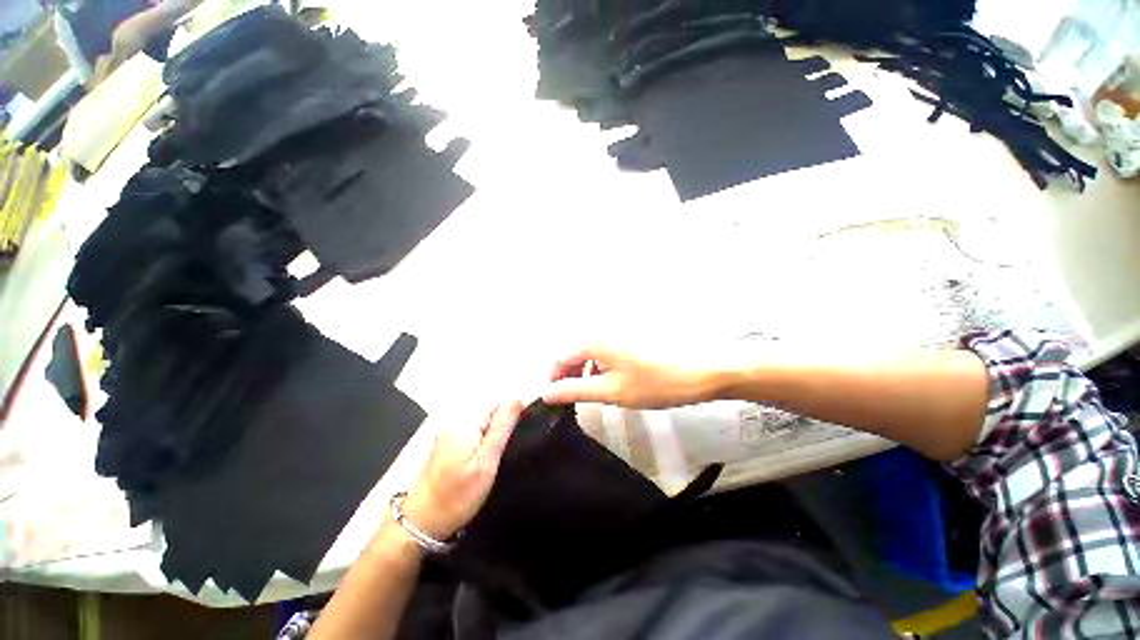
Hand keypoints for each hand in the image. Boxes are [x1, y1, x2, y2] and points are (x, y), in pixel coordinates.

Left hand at [402, 401, 523, 539]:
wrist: (423, 520)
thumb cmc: (458, 496)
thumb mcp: (486, 463)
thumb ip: (502, 428)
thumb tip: (517, 399)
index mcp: (465, 421)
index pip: (496, 399)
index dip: (514, 406)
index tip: (526, 420)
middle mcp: (455, 418)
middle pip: (489, 404)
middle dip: (505, 415)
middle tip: (513, 439)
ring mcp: (450, 427)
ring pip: (483, 414)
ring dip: (497, 423)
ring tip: (503, 445)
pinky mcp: (449, 437)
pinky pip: (475, 423)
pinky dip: (486, 430)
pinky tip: (490, 447)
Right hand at [542, 346, 724, 408]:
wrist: (700, 372)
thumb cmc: (654, 383)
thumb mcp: (611, 391)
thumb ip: (576, 390)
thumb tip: (547, 394)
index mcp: (593, 341)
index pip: (560, 358)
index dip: (553, 380)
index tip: (555, 401)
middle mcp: (601, 331)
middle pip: (573, 353)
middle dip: (568, 376)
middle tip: (572, 400)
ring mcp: (617, 333)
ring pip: (588, 353)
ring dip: (583, 372)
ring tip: (591, 393)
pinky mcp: (629, 339)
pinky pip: (603, 352)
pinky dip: (599, 367)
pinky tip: (609, 381)